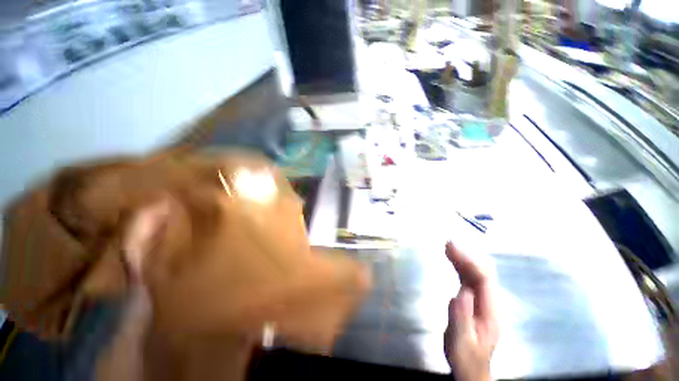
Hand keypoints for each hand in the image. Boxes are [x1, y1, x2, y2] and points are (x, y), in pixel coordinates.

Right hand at [444, 242, 498, 380]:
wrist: (470, 368)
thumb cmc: (465, 356)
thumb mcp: (460, 341)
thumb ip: (461, 318)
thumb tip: (462, 292)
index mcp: (490, 311)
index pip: (484, 280)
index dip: (470, 262)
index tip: (453, 249)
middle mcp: (490, 302)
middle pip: (482, 273)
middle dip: (466, 256)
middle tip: (448, 243)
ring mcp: (483, 301)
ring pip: (475, 274)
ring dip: (463, 259)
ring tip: (448, 246)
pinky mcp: (474, 300)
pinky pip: (469, 278)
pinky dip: (460, 266)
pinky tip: (452, 260)